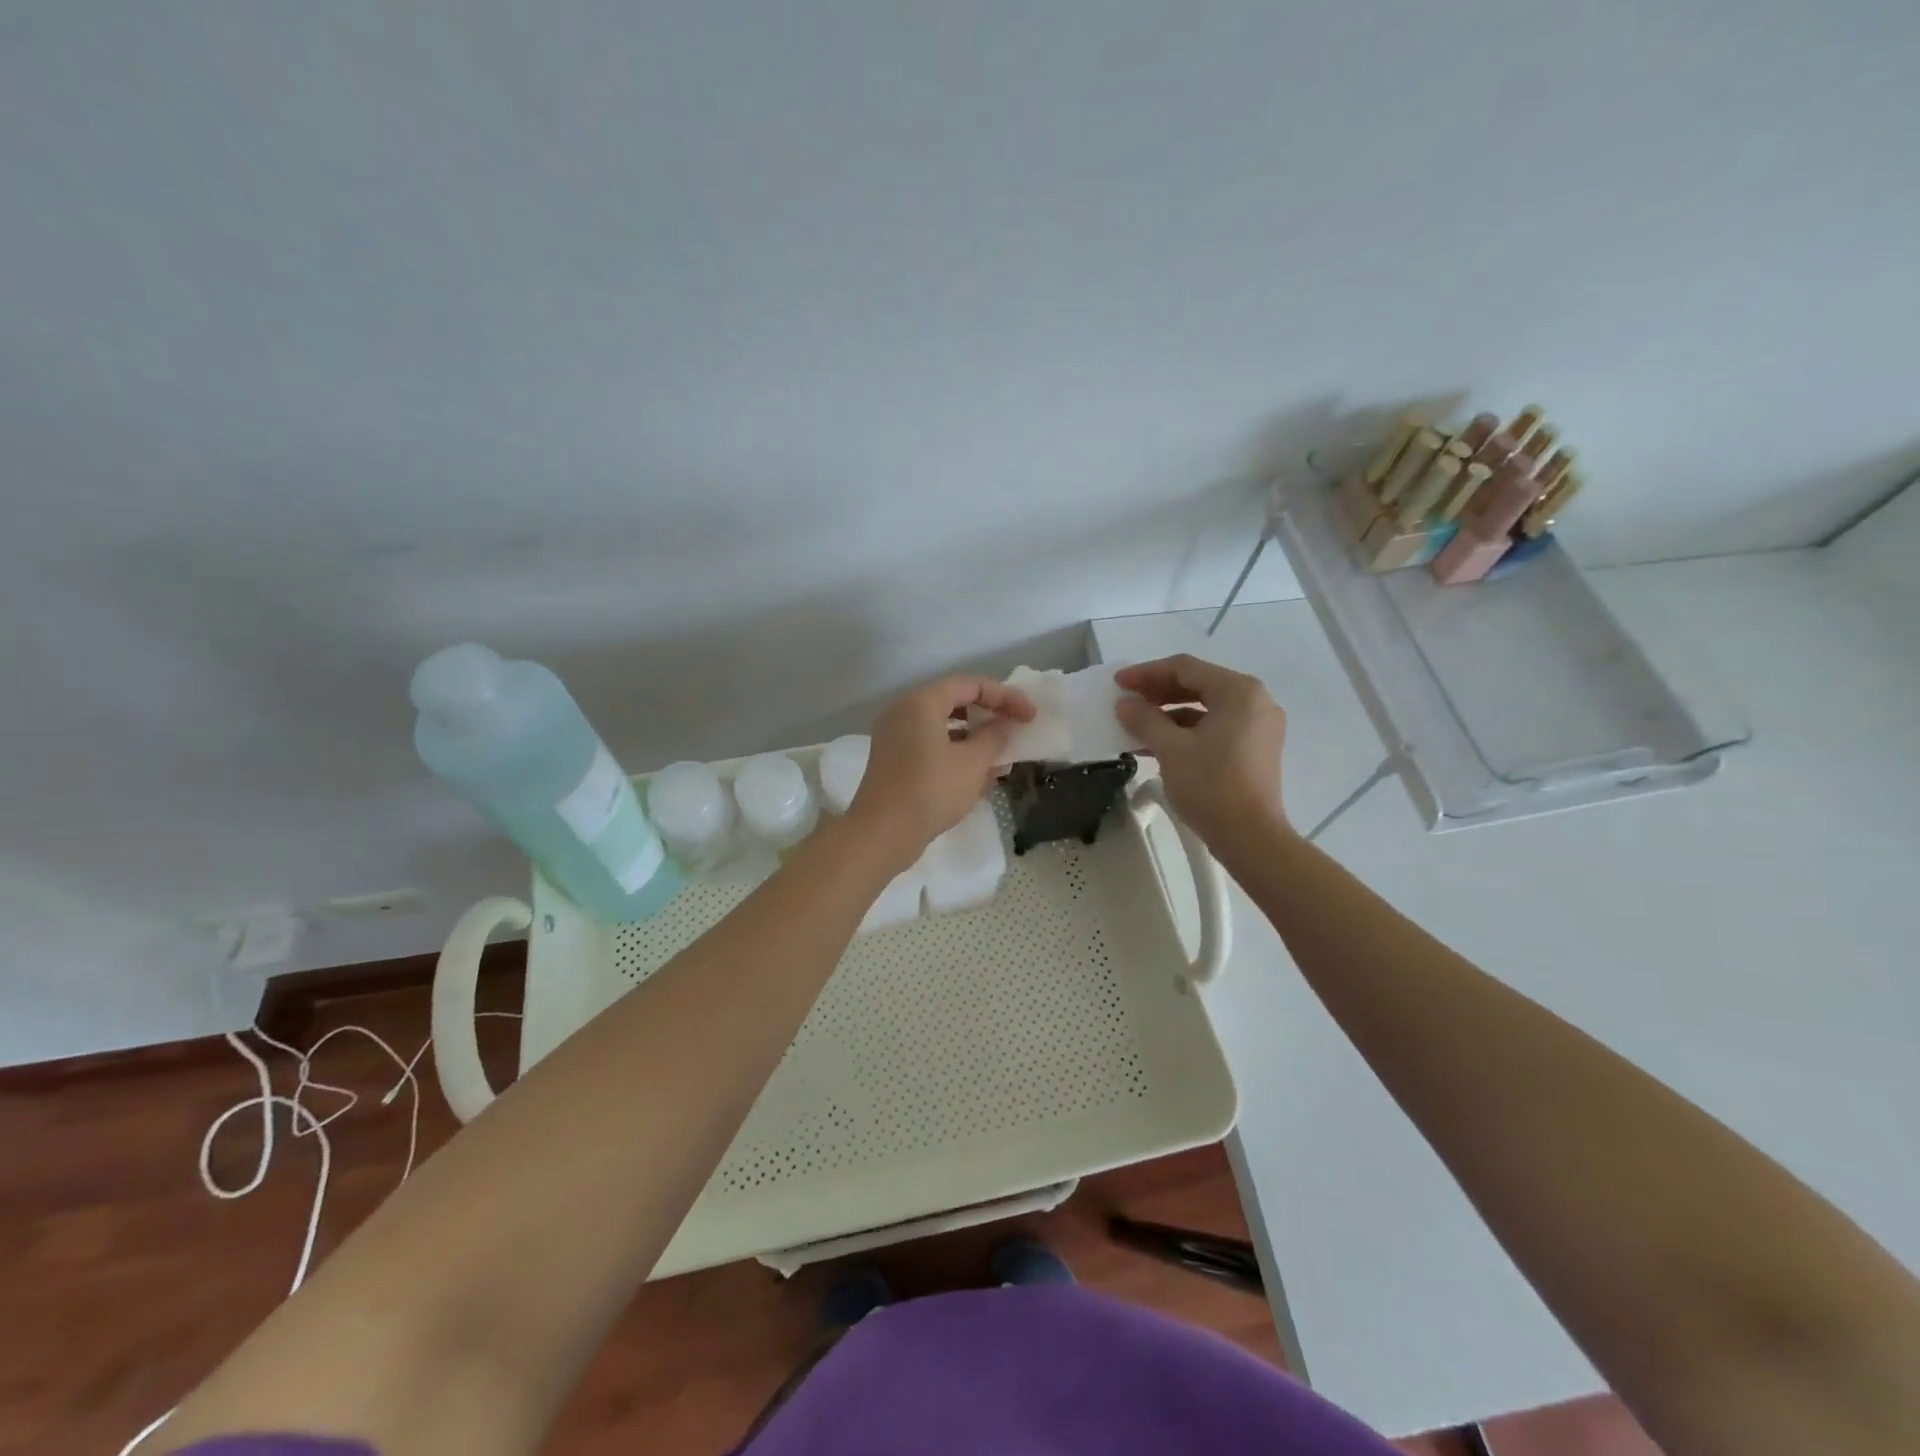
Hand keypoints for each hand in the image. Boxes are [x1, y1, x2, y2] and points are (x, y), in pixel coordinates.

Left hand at [849, 674, 1035, 868]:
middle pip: (954, 701)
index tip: (1031, 716)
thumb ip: (994, 737)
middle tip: (1016, 729)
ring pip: (943, 726)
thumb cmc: (930, 791)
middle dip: (989, 715)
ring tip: (1002, 757)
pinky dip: (956, 753)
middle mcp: (904, 712)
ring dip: (975, 738)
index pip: (970, 685)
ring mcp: (895, 737)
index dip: (1006, 697)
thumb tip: (1004, 724)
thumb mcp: (972, 763)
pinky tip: (979, 776)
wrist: (881, 835)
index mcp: (921, 702)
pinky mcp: (893, 760)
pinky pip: (930, 745)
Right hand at [1114, 654, 1290, 848]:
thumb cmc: (1211, 786)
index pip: (1185, 668)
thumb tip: (1125, 704)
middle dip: (1158, 692)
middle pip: (1198, 684)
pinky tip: (1158, 744)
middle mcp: (1255, 701)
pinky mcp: (1256, 748)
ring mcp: (1259, 726)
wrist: (1251, 838)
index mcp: (1239, 691)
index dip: (1146, 673)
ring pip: (1206, 707)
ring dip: (1169, 713)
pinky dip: (1187, 730)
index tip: (1117, 684)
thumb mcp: (1170, 749)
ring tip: (1136, 725)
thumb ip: (1145, 719)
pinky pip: (1216, 727)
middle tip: (1126, 701)